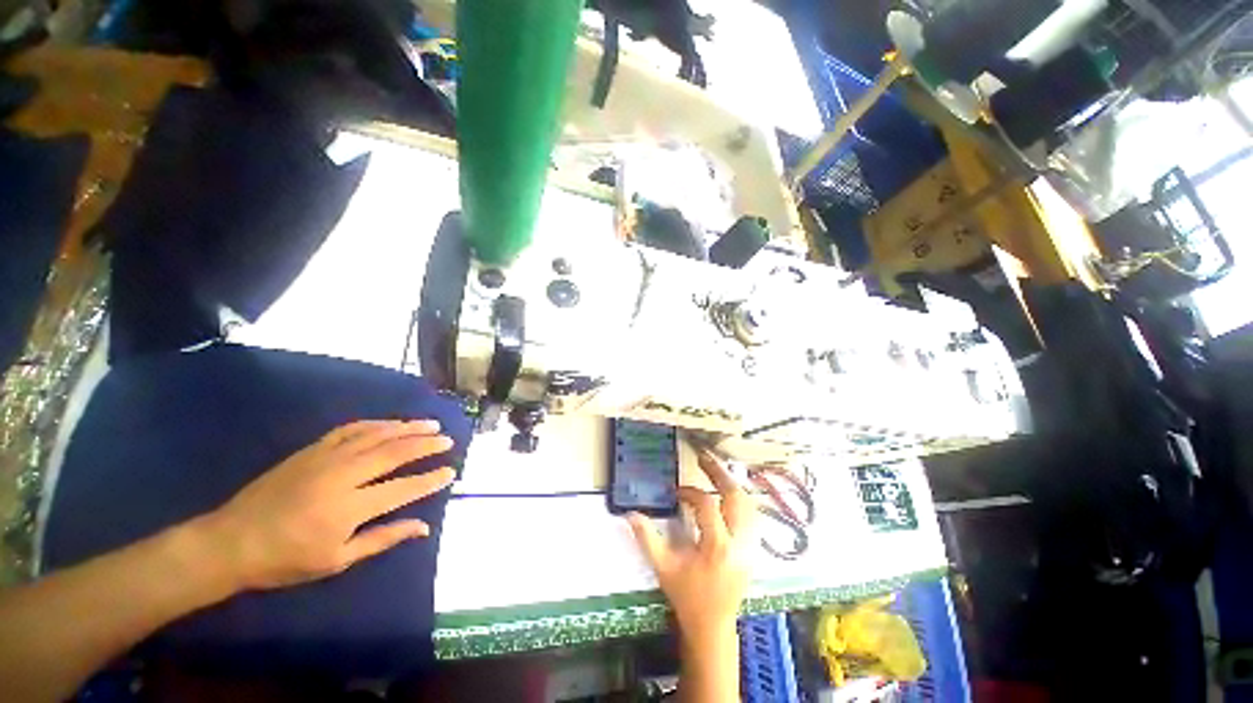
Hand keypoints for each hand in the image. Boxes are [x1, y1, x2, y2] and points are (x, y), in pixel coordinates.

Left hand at [198, 420, 456, 591]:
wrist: (231, 541)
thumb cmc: (286, 559)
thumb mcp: (337, 560)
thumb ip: (383, 538)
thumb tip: (423, 527)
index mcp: (349, 507)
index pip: (403, 488)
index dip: (430, 480)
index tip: (450, 472)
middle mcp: (343, 475)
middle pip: (395, 452)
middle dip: (426, 445)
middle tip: (448, 440)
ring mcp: (326, 457)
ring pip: (377, 434)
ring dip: (407, 427)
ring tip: (430, 425)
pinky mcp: (312, 449)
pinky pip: (351, 429)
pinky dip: (376, 424)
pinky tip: (390, 423)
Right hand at [628, 451, 757, 638]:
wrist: (713, 626)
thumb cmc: (687, 596)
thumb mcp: (663, 568)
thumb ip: (647, 539)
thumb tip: (629, 514)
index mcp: (717, 547)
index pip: (708, 506)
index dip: (691, 493)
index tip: (678, 492)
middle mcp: (739, 543)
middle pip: (737, 497)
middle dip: (720, 474)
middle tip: (705, 458)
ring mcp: (751, 546)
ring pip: (749, 504)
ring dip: (732, 484)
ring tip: (716, 471)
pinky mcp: (754, 549)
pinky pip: (753, 516)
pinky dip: (741, 499)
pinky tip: (728, 493)